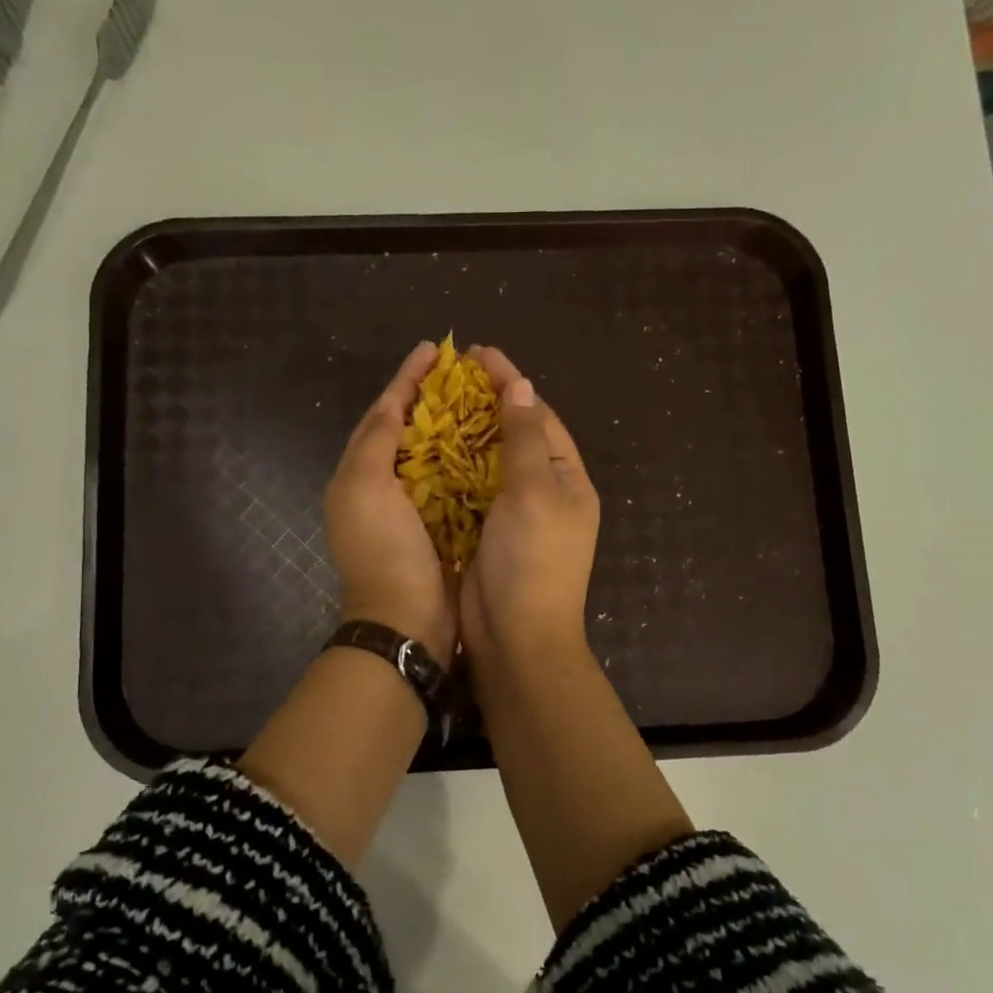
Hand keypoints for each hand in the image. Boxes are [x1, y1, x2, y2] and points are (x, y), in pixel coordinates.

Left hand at [324, 341, 458, 666]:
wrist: (406, 619)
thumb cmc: (384, 549)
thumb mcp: (365, 486)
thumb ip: (376, 439)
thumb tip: (392, 402)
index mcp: (359, 473)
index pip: (383, 412)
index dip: (407, 379)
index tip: (434, 350)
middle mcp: (383, 487)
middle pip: (408, 430)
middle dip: (433, 398)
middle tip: (466, 372)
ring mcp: (414, 508)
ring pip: (435, 454)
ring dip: (456, 427)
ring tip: (485, 399)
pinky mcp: (443, 527)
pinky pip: (457, 483)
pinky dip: (472, 462)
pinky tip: (495, 445)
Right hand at [462, 347, 599, 667]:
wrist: (515, 638)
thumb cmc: (532, 562)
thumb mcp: (535, 493)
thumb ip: (525, 440)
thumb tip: (522, 387)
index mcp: (566, 479)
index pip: (539, 417)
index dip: (510, 383)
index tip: (477, 354)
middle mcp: (543, 493)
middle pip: (514, 435)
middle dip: (485, 403)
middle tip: (449, 375)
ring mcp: (513, 515)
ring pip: (488, 462)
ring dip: (465, 433)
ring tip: (432, 404)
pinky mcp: (484, 533)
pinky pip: (468, 490)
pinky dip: (451, 468)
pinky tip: (425, 451)